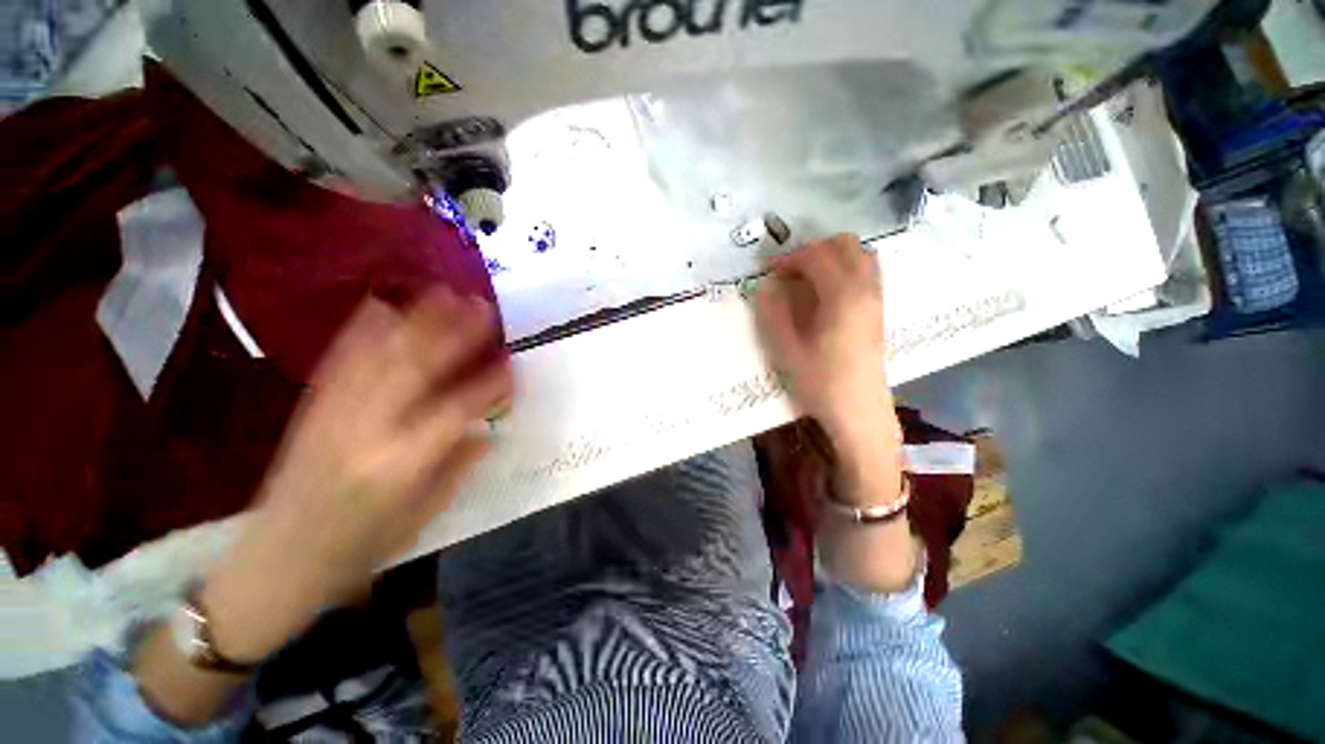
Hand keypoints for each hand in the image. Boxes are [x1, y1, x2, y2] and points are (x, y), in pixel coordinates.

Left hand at [204, 291, 511, 660]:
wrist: (277, 563)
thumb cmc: (361, 548)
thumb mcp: (423, 515)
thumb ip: (459, 466)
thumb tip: (489, 429)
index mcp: (401, 465)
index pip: (457, 410)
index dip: (490, 384)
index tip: (513, 363)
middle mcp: (367, 431)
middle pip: (416, 369)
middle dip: (453, 333)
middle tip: (481, 306)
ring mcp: (333, 415)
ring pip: (379, 356)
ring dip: (414, 320)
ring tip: (442, 292)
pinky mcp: (310, 409)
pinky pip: (338, 361)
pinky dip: (360, 329)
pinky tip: (380, 303)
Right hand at [754, 234, 899, 456]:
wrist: (860, 413)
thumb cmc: (822, 384)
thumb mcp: (788, 351)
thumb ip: (774, 313)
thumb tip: (767, 286)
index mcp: (842, 296)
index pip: (816, 256)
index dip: (789, 258)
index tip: (768, 272)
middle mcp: (865, 290)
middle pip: (844, 245)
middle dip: (812, 251)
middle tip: (788, 273)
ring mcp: (876, 299)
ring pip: (860, 255)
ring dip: (831, 257)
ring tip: (807, 279)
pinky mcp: (878, 311)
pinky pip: (866, 272)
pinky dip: (845, 269)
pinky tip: (826, 294)